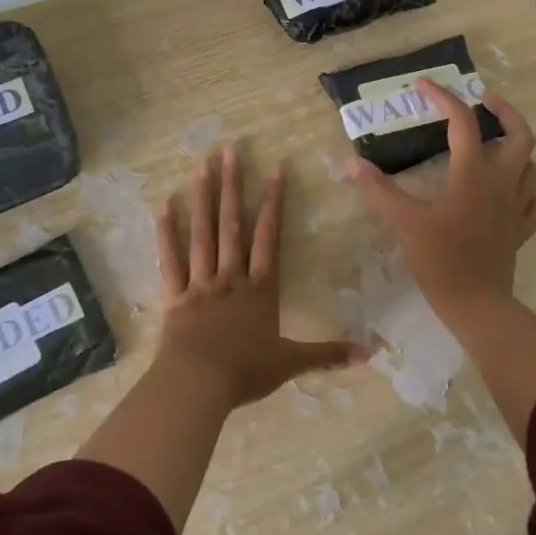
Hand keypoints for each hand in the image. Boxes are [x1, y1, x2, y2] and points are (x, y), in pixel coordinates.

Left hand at [154, 144, 361, 407]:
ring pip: (202, 234)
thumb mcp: (291, 363)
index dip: (274, 202)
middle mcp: (231, 276)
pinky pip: (170, 259)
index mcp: (260, 288)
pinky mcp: (175, 295)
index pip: (269, 237)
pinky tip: (164, 206)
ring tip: (201, 165)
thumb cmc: (245, 371)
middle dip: (233, 186)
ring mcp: (201, 283)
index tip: (276, 168)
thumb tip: (371, 353)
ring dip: (203, 198)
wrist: (199, 384)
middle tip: (229, 150)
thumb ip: (328, 355)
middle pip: (232, 224)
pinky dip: (166, 233)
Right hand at [347, 78, 535, 316]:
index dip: (443, 97)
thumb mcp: (404, 221)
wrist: (476, 304)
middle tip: (485, 101)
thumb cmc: (440, 259)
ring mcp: (516, 207)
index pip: (463, 122)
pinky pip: (533, 202)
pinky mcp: (521, 230)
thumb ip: (378, 190)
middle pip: (519, 134)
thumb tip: (352, 164)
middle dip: (505, 111)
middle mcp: (501, 182)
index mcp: (473, 174)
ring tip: (495, 144)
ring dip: (516, 148)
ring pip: (531, 166)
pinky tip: (509, 192)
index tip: (424, 85)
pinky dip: (525, 189)